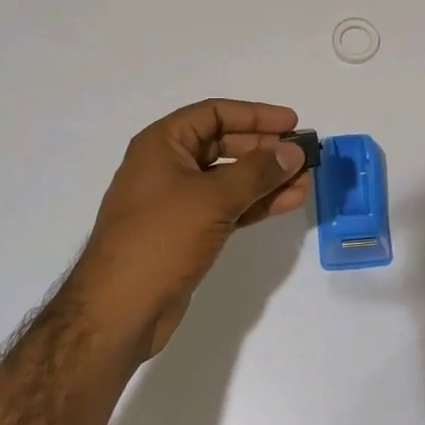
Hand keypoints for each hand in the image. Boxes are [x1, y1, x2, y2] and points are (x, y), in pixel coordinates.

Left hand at [70, 99, 310, 359]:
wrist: (119, 310)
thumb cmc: (160, 239)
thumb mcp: (212, 198)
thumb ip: (257, 172)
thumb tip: (294, 152)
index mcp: (162, 144)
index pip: (214, 113)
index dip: (255, 115)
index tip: (291, 123)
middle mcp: (168, 165)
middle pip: (224, 144)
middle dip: (265, 149)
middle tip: (304, 155)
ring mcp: (177, 200)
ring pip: (230, 178)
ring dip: (267, 179)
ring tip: (306, 181)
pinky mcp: (188, 231)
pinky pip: (228, 206)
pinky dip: (256, 203)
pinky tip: (288, 202)